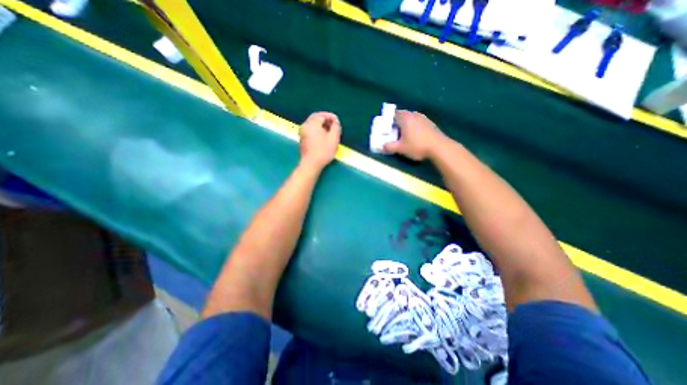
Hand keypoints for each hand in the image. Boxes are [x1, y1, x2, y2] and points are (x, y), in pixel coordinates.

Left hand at [298, 112, 339, 169]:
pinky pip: (311, 130)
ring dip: (321, 125)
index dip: (331, 117)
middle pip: (316, 118)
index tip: (337, 121)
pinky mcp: (302, 139)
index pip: (322, 115)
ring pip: (313, 124)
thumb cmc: (323, 151)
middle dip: (325, 120)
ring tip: (330, 131)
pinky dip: (317, 130)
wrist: (311, 164)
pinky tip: (324, 136)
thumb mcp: (334, 138)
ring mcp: (302, 133)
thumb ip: (336, 127)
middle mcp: (305, 126)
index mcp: (312, 123)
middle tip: (334, 124)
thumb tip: (335, 121)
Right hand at [384, 110, 448, 160]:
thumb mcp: (400, 148)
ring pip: (411, 120)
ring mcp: (424, 118)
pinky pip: (418, 124)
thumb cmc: (417, 145)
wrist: (439, 147)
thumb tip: (382, 146)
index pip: (394, 114)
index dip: (389, 120)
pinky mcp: (431, 124)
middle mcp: (415, 114)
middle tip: (394, 133)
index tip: (386, 128)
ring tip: (404, 136)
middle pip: (403, 116)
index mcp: (406, 117)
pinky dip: (414, 129)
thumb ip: (389, 147)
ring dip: (406, 126)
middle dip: (397, 124)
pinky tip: (415, 138)